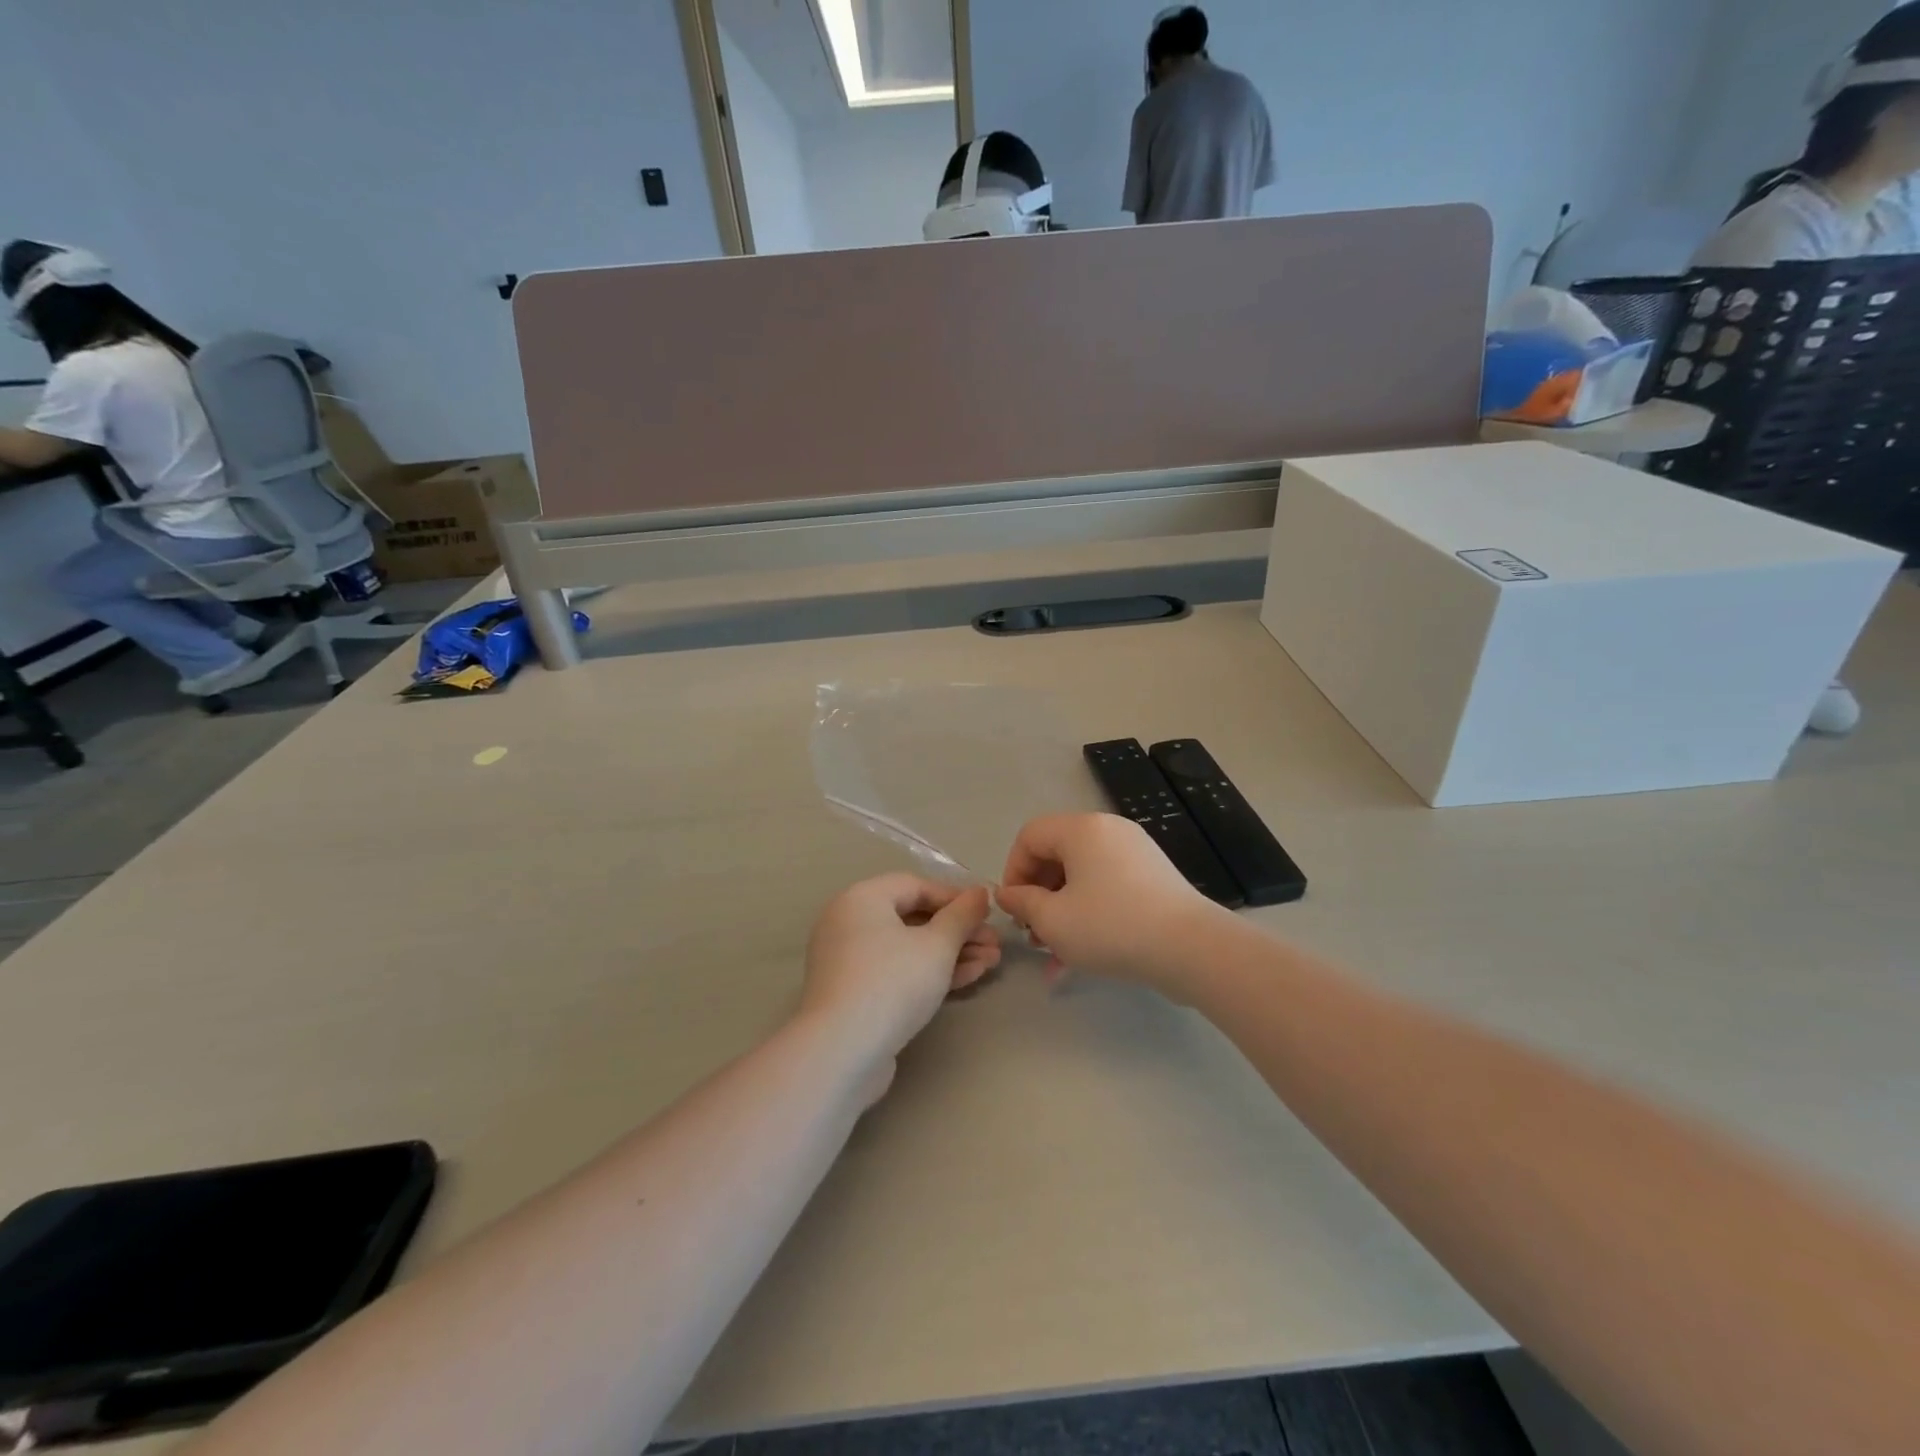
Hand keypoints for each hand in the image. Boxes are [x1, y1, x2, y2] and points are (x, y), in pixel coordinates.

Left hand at [801, 875, 1000, 1086]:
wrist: (842, 1052)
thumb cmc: (892, 983)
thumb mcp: (937, 945)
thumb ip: (962, 916)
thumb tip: (980, 892)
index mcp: (862, 898)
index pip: (915, 886)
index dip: (955, 897)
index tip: (988, 912)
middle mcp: (850, 923)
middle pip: (913, 918)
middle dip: (958, 931)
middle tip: (995, 944)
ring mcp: (850, 961)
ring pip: (909, 948)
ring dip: (951, 953)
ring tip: (991, 962)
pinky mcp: (855, 994)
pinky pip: (897, 971)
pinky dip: (930, 972)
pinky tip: (969, 978)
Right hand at [995, 814, 1218, 989]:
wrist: (1191, 949)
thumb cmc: (1111, 927)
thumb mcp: (1053, 920)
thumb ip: (1022, 903)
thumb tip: (1007, 894)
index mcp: (1082, 829)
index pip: (1030, 836)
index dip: (1013, 871)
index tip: (1014, 909)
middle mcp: (1109, 830)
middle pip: (1057, 854)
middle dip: (1038, 895)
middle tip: (1034, 934)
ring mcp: (1136, 852)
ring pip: (1082, 875)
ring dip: (1061, 909)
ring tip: (1056, 951)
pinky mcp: (1154, 876)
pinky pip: (1107, 886)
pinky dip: (1090, 911)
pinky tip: (1084, 953)